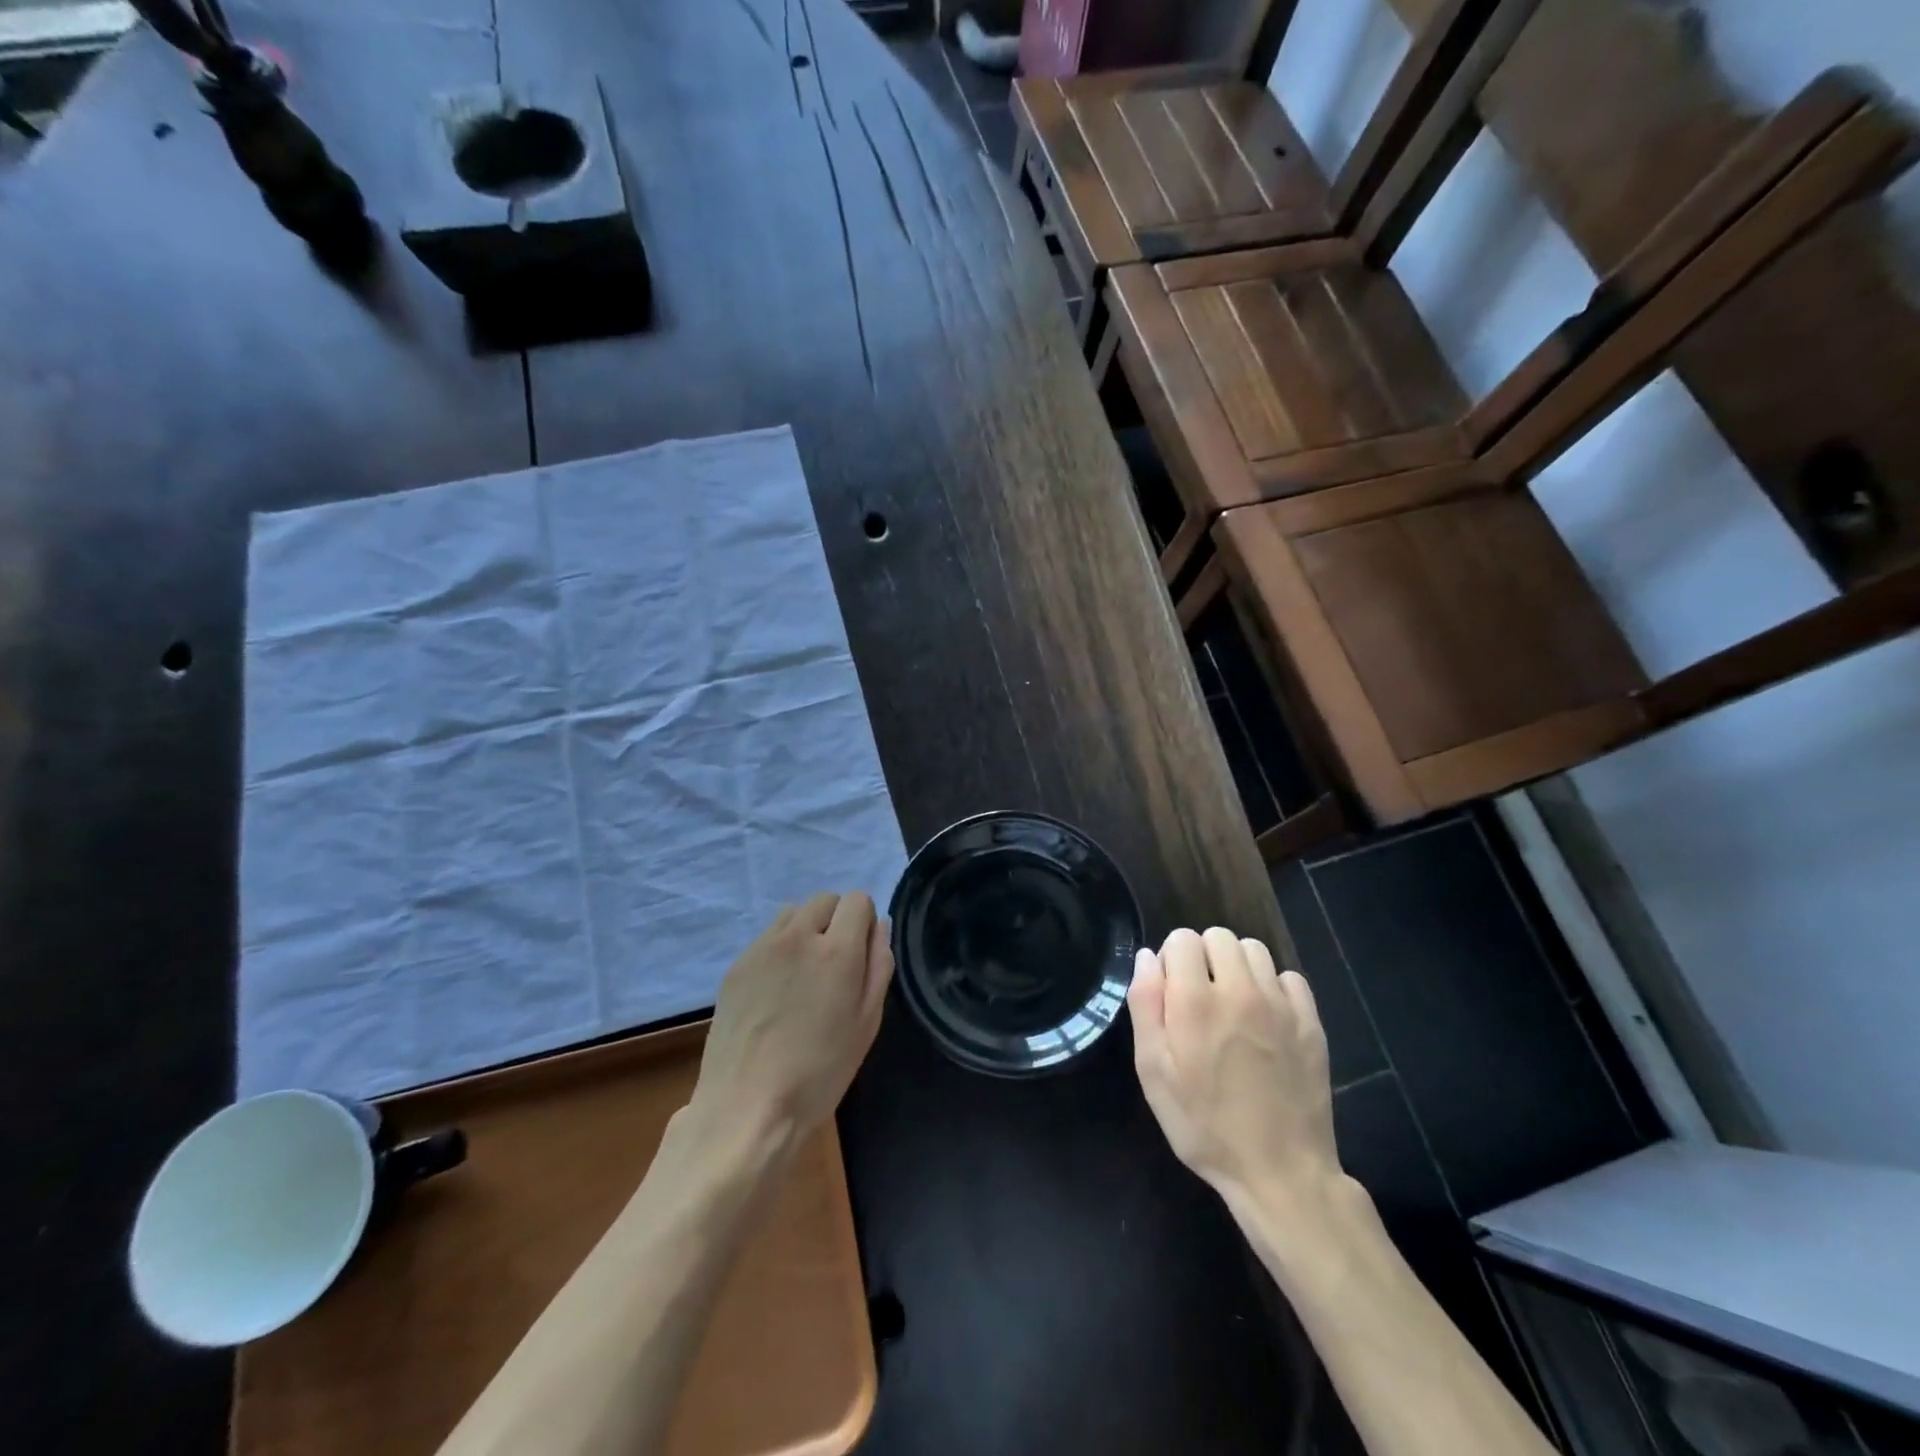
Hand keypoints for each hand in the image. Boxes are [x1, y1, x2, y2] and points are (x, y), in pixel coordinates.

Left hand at [686, 892, 892, 1151]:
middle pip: (825, 900)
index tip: (861, 955)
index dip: (865, 922)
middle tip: (835, 966)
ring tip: (804, 974)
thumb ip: (879, 966)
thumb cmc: (820, 1072)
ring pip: (793, 913)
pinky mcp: (736, 965)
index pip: (858, 900)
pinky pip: (766, 937)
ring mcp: (762, 948)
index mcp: (837, 950)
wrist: (747, 1107)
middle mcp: (798, 936)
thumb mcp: (867, 1023)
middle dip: (837, 921)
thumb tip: (880, 928)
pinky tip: (776, 991)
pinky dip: (779, 949)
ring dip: (806, 929)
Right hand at [1128, 927, 1341, 1215]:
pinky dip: (1273, 987)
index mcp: (1194, 1001)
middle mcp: (1239, 991)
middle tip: (1200, 997)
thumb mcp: (1153, 1072)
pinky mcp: (1310, 1023)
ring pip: (1254, 950)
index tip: (1171, 991)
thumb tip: (1149, 958)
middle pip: (1219, 936)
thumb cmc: (1203, 1125)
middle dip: (1203, 956)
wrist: (1280, 1172)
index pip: (1182, 939)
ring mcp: (1280, 1005)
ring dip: (1237, 966)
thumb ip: (1146, 1005)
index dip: (1172, 960)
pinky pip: (1289, 977)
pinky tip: (1265, 1019)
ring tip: (1232, 1004)